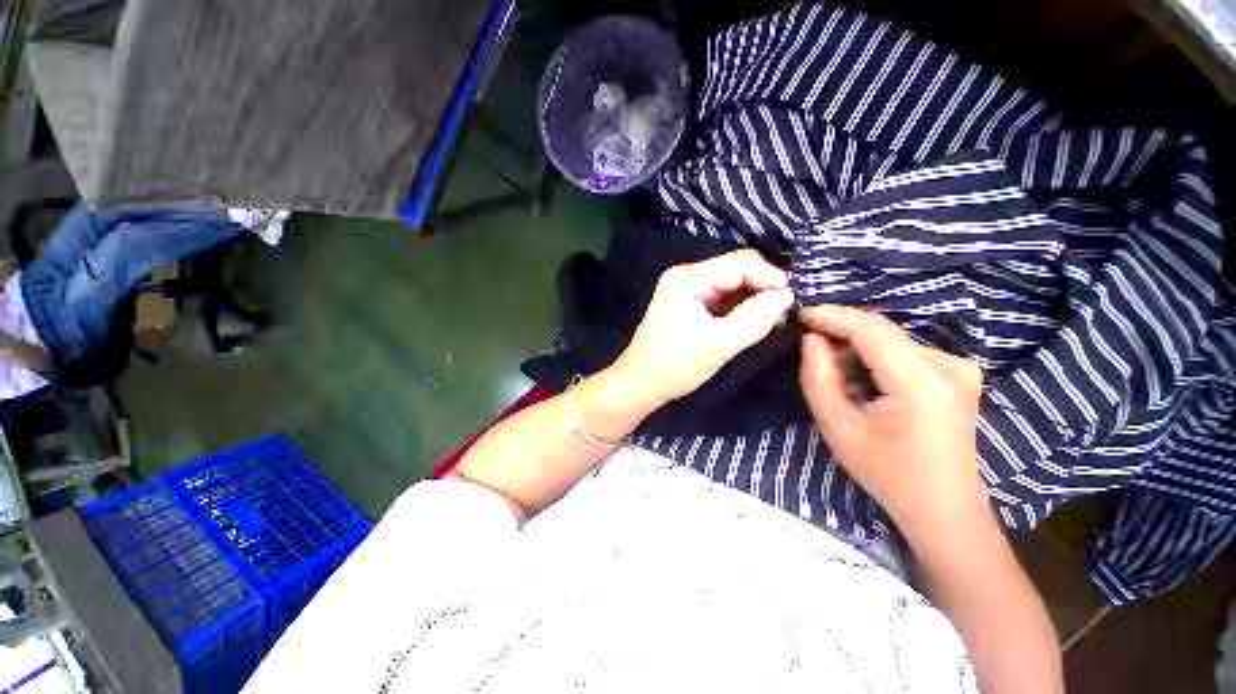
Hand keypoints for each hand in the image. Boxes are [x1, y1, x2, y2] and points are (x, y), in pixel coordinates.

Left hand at [610, 249, 793, 409]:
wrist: (641, 384)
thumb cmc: (674, 366)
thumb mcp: (718, 344)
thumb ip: (754, 319)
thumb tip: (788, 296)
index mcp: (687, 278)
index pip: (739, 264)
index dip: (770, 277)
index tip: (794, 299)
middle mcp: (687, 276)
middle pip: (736, 269)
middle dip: (764, 286)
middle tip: (789, 309)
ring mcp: (688, 290)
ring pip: (733, 284)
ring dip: (756, 298)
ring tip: (778, 317)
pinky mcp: (692, 304)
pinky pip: (725, 298)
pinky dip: (743, 307)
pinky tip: (759, 321)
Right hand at [799, 305, 988, 546]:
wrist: (943, 509)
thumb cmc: (887, 473)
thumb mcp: (838, 428)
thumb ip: (819, 378)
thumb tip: (812, 340)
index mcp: (922, 383)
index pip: (872, 330)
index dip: (833, 316)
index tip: (801, 314)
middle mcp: (949, 367)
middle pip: (883, 332)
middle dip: (841, 333)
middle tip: (810, 346)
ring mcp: (960, 370)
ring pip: (892, 341)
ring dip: (857, 349)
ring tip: (835, 373)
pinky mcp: (959, 376)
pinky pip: (905, 352)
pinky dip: (876, 358)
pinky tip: (862, 380)